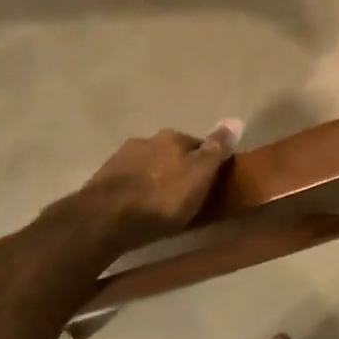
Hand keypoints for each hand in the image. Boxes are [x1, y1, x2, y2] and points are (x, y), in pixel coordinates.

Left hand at [64, 121, 243, 258]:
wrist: (104, 219)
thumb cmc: (161, 199)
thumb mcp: (199, 176)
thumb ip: (216, 149)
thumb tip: (236, 119)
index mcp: (172, 137)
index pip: (198, 144)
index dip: (206, 163)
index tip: (210, 182)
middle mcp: (146, 140)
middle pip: (170, 153)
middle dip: (177, 169)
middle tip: (185, 196)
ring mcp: (121, 158)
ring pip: (147, 165)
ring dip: (154, 179)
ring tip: (159, 205)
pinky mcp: (102, 180)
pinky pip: (128, 181)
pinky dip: (135, 191)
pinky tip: (137, 208)